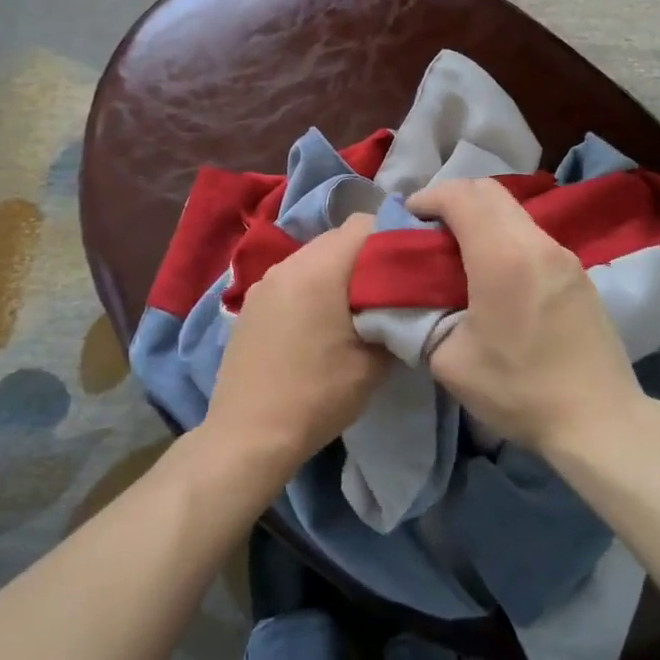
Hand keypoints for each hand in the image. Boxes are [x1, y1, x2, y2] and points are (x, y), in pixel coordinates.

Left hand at [204, 214, 388, 472]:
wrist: (249, 435)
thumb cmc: (318, 396)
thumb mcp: (373, 363)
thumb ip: (395, 319)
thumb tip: (407, 302)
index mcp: (320, 269)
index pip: (364, 224)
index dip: (393, 237)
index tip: (410, 265)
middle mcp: (289, 264)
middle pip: (337, 238)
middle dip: (366, 256)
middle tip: (388, 290)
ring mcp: (264, 282)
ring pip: (313, 258)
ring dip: (337, 273)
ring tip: (353, 308)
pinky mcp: (251, 303)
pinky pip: (292, 278)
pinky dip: (312, 288)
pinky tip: (319, 324)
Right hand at [409, 178, 645, 456]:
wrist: (599, 419)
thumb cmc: (519, 390)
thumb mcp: (450, 362)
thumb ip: (422, 320)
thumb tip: (414, 301)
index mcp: (502, 257)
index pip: (461, 196)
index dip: (428, 197)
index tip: (408, 217)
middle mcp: (536, 242)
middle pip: (490, 192)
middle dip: (453, 200)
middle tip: (430, 231)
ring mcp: (564, 255)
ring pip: (514, 212)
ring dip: (482, 218)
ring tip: (459, 252)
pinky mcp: (578, 272)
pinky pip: (533, 235)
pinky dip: (505, 236)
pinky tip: (495, 273)